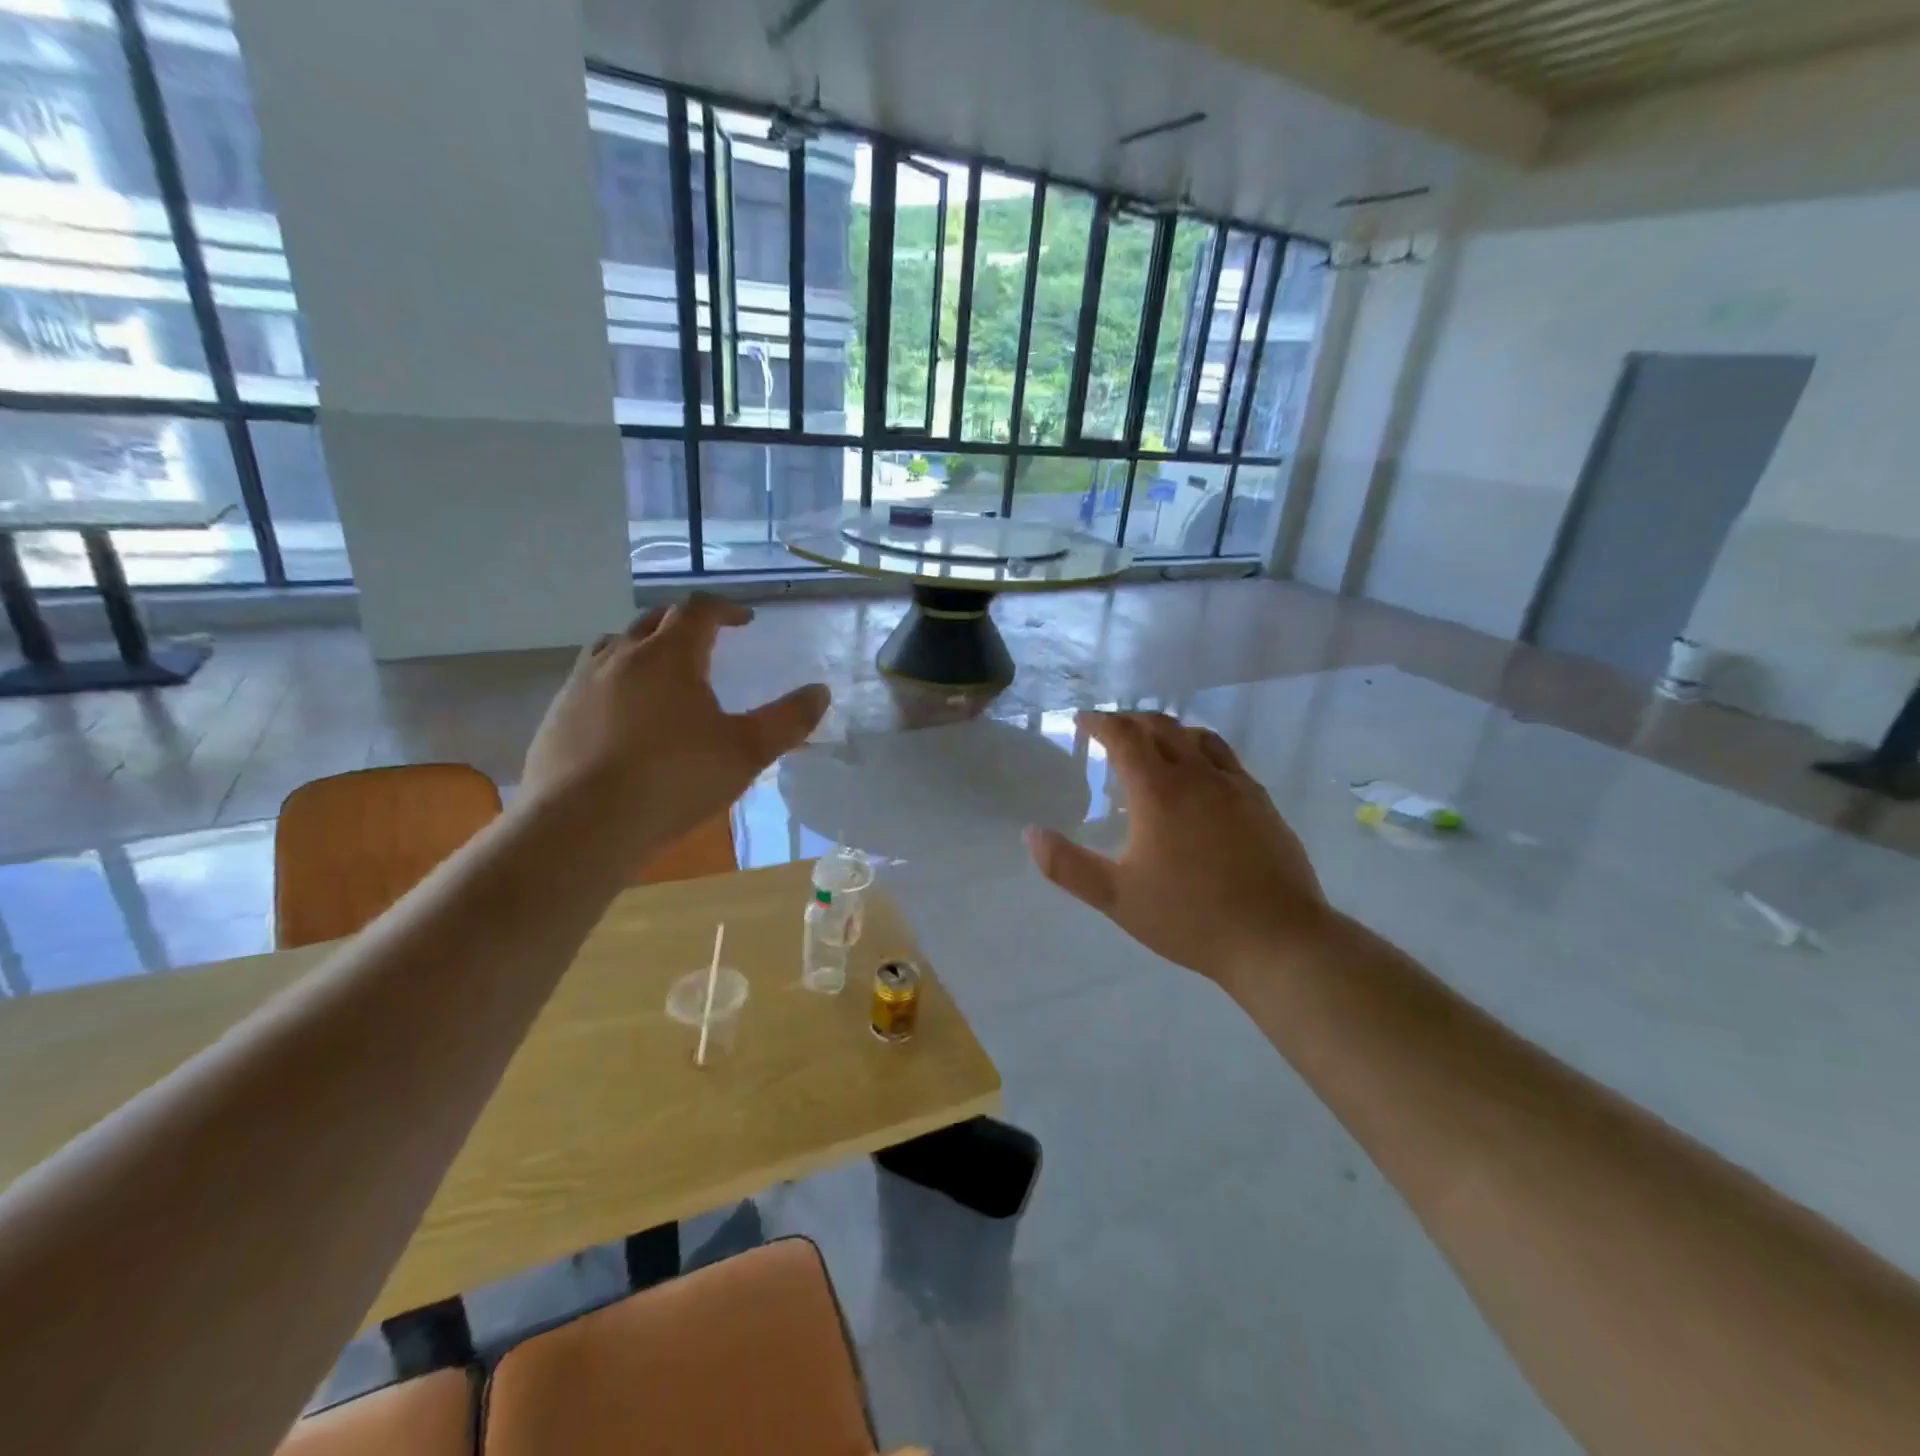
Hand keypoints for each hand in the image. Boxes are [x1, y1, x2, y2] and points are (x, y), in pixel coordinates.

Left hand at [520, 594, 828, 861]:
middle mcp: (621, 657)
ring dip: (643, 647)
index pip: (698, 610)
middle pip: (654, 621)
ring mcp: (581, 684)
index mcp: (669, 656)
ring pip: (614, 646)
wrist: (582, 824)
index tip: (744, 621)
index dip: (725, 609)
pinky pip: (588, 681)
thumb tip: (820, 692)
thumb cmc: (674, 780)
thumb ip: (787, 721)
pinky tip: (622, 717)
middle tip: (707, 642)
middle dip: (685, 624)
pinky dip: (613, 682)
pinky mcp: (556, 715)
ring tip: (660, 672)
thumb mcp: (746, 753)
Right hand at [1025, 711, 1327, 982]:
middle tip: (1111, 729)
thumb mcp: (1117, 898)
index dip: (1100, 722)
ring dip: (1169, 730)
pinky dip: (1202, 751)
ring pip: (1198, 737)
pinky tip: (1202, 776)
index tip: (1082, 720)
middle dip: (1131, 721)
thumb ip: (1068, 866)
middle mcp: (1197, 775)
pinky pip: (1226, 759)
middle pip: (1161, 727)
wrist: (1277, 939)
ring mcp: (1236, 786)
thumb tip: (1031, 834)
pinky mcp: (1262, 803)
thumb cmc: (1190, 917)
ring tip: (1154, 743)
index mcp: (1158, 791)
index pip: (1124, 736)